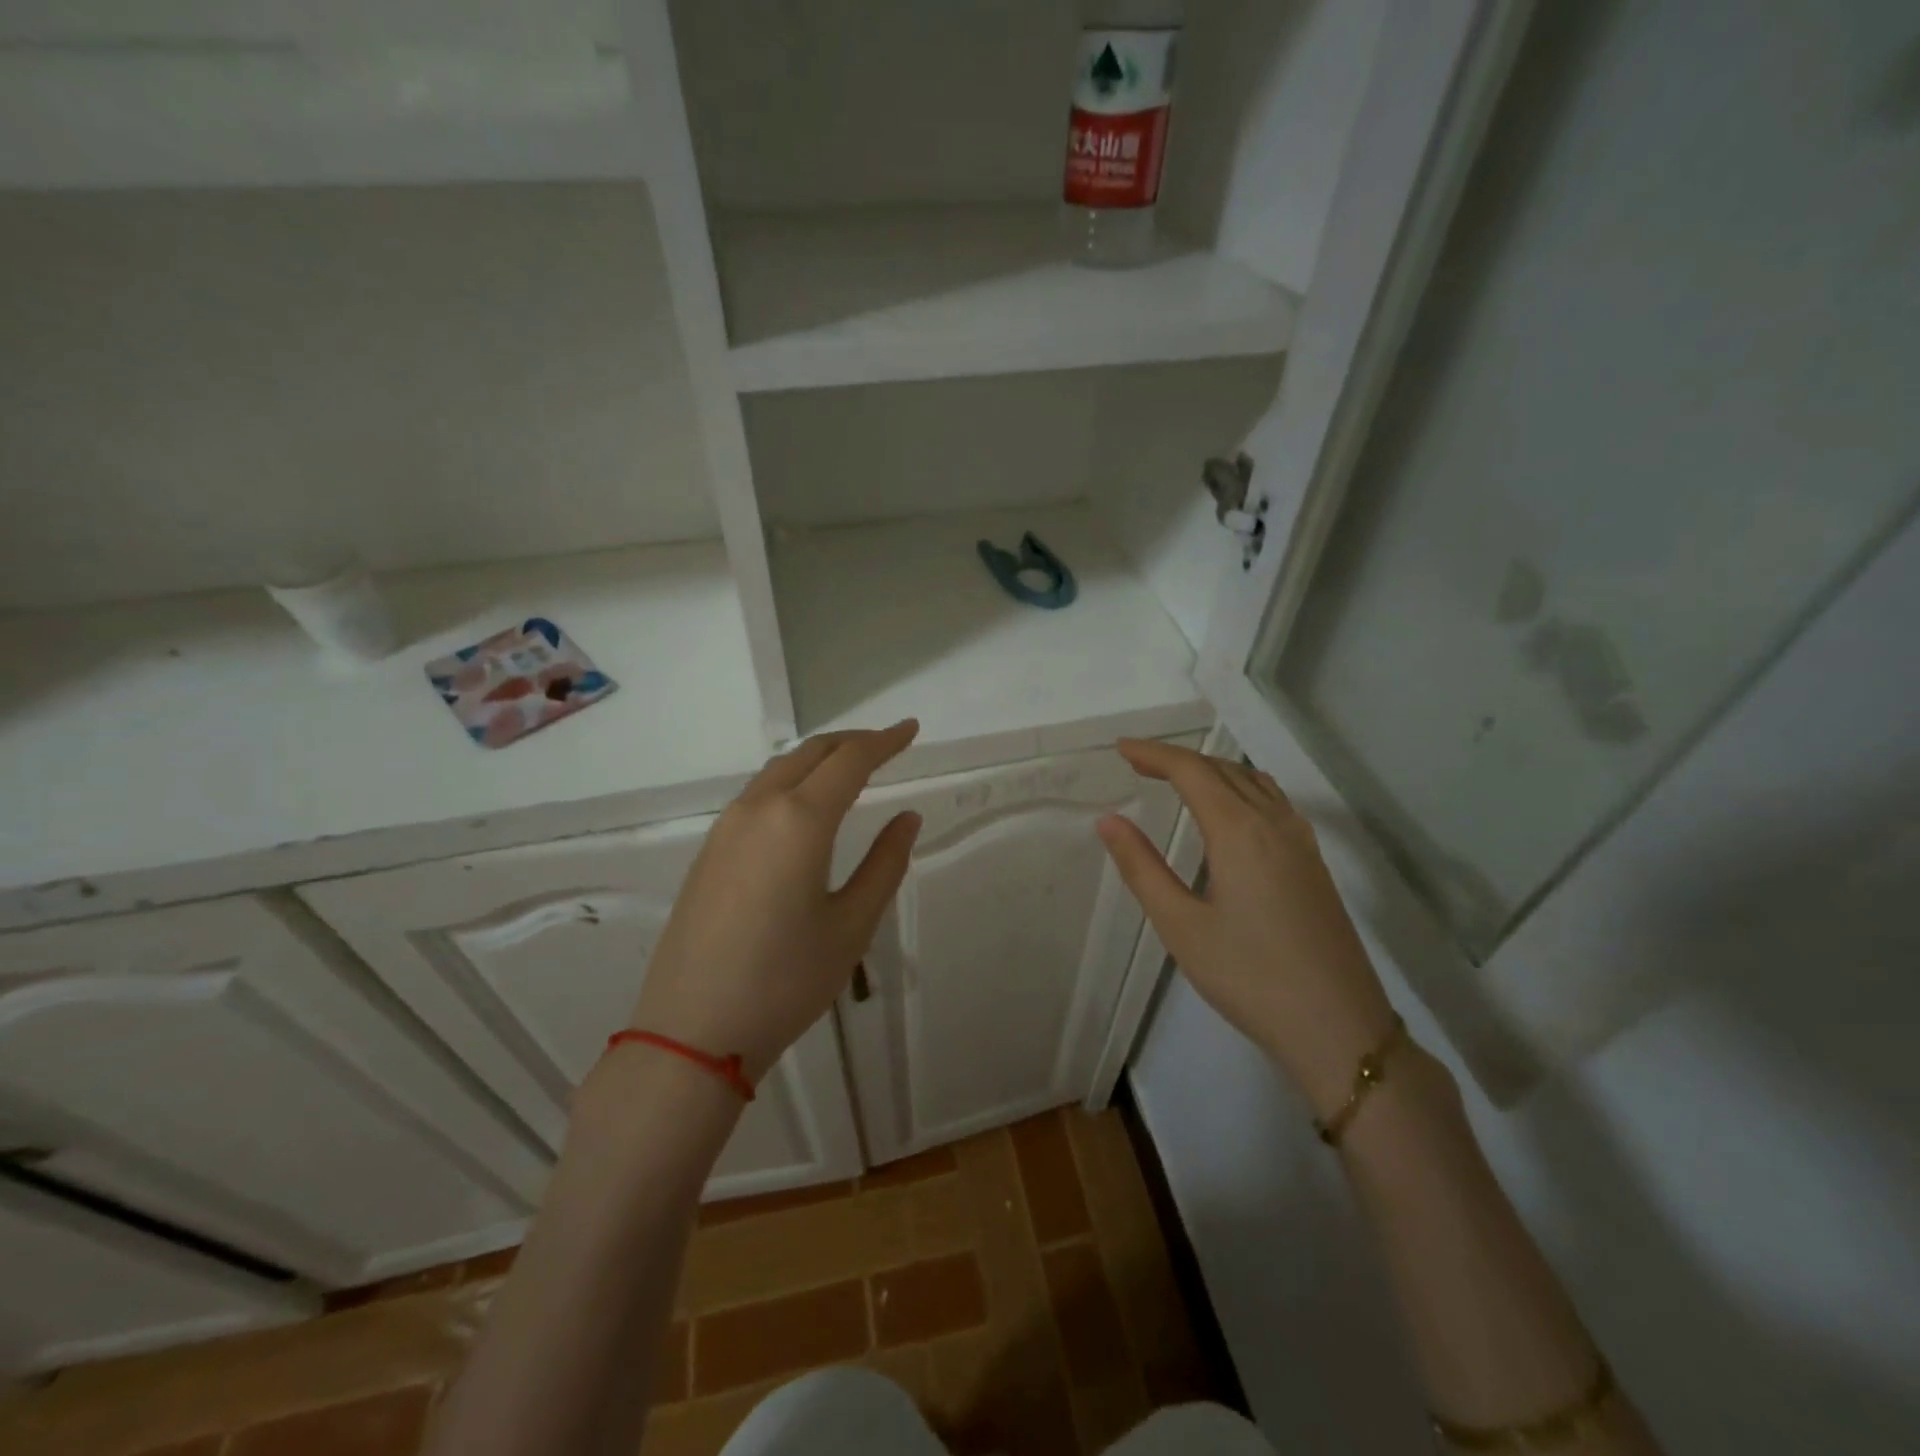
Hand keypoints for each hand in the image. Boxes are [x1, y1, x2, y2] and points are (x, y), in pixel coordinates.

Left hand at [627, 720, 921, 1082]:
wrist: (691, 1032)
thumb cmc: (785, 980)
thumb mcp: (851, 926)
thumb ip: (885, 864)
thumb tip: (907, 817)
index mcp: (799, 820)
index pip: (850, 761)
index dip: (885, 741)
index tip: (912, 729)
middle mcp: (758, 809)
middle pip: (810, 753)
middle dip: (852, 742)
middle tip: (887, 744)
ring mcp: (726, 828)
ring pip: (779, 770)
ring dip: (818, 759)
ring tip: (850, 768)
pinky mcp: (709, 851)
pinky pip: (757, 795)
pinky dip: (791, 781)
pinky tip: (804, 807)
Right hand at [1096, 738, 1396, 1119]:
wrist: (1338, 1026)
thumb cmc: (1249, 977)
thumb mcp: (1181, 926)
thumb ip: (1142, 867)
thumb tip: (1110, 821)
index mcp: (1240, 832)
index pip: (1192, 771)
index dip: (1154, 754)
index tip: (1121, 749)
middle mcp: (1275, 823)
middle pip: (1223, 770)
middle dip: (1178, 759)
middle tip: (1137, 763)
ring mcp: (1301, 842)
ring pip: (1253, 782)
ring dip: (1212, 770)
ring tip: (1177, 779)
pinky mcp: (1314, 863)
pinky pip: (1273, 801)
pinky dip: (1240, 787)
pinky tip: (1230, 810)